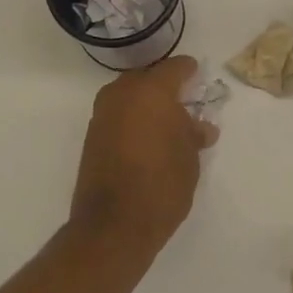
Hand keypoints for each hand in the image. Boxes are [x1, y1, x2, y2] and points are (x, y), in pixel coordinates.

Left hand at [69, 55, 219, 248]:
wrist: (114, 224)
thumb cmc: (162, 185)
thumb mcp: (189, 159)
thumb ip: (193, 135)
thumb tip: (200, 127)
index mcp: (151, 92)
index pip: (173, 68)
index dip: (188, 70)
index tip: (197, 74)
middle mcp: (122, 95)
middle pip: (146, 78)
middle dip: (163, 86)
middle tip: (182, 101)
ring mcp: (102, 115)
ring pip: (128, 96)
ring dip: (145, 103)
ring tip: (165, 123)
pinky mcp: (91, 136)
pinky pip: (117, 115)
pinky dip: (131, 119)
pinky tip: (146, 138)